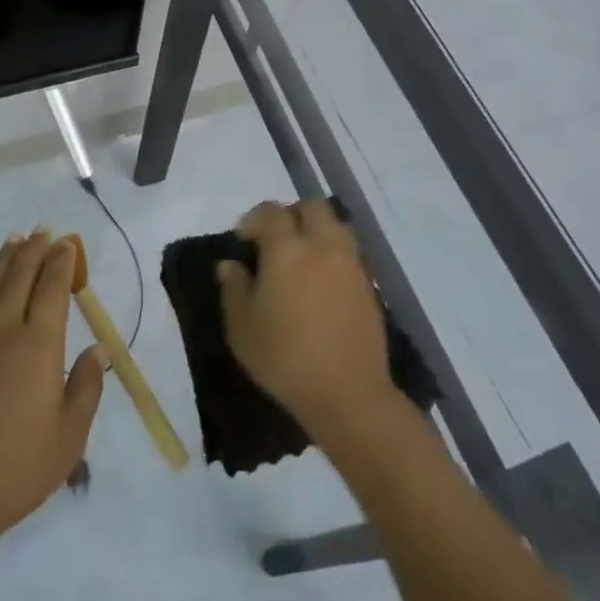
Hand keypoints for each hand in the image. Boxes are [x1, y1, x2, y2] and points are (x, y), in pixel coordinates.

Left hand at [0, 230, 106, 550]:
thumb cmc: (17, 468)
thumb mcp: (69, 436)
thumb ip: (86, 387)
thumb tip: (98, 350)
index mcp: (39, 346)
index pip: (53, 290)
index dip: (62, 262)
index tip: (68, 243)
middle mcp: (4, 333)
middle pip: (20, 280)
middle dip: (34, 251)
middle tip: (42, 230)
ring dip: (2, 262)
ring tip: (13, 240)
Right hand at [216, 199, 396, 441]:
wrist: (347, 393)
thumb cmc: (284, 358)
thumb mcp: (241, 327)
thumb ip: (234, 288)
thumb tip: (230, 265)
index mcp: (287, 249)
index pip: (271, 212)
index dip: (254, 219)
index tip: (243, 239)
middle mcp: (322, 245)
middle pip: (311, 207)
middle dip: (291, 214)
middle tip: (275, 240)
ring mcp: (350, 263)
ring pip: (336, 224)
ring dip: (317, 229)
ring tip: (302, 256)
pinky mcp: (369, 284)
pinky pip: (350, 251)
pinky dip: (334, 252)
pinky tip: (322, 280)